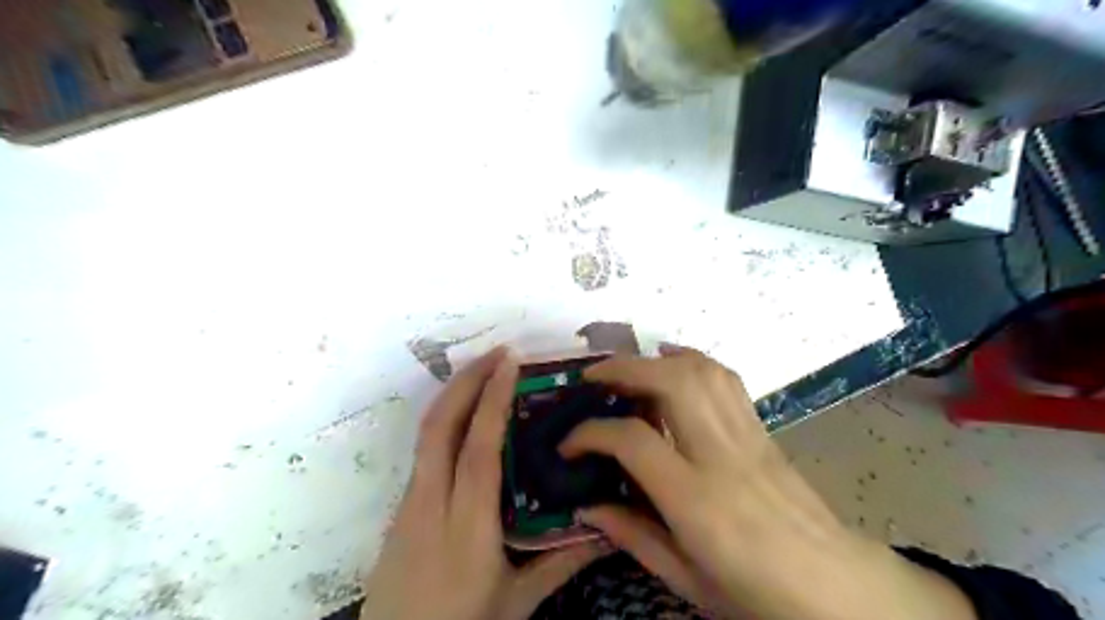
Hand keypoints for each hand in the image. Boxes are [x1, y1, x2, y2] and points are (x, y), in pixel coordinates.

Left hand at [361, 349, 603, 619]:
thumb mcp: (517, 601)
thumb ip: (562, 564)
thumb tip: (610, 532)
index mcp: (467, 524)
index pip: (479, 447)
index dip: (493, 400)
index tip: (510, 363)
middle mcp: (433, 501)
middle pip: (440, 424)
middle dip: (467, 379)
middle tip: (499, 352)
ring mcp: (411, 500)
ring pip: (428, 431)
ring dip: (455, 393)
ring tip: (486, 371)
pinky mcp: (403, 505)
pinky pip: (426, 448)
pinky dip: (447, 418)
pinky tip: (469, 416)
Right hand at [562, 346, 974, 619]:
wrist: (832, 584)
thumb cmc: (754, 589)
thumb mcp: (685, 578)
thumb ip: (632, 536)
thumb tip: (586, 507)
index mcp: (697, 500)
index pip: (633, 441)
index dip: (591, 432)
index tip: (569, 442)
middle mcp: (721, 455)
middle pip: (671, 384)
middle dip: (624, 369)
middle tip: (592, 379)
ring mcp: (746, 435)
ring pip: (701, 372)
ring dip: (657, 359)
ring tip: (628, 367)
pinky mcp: (761, 428)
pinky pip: (726, 379)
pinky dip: (693, 361)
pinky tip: (673, 365)